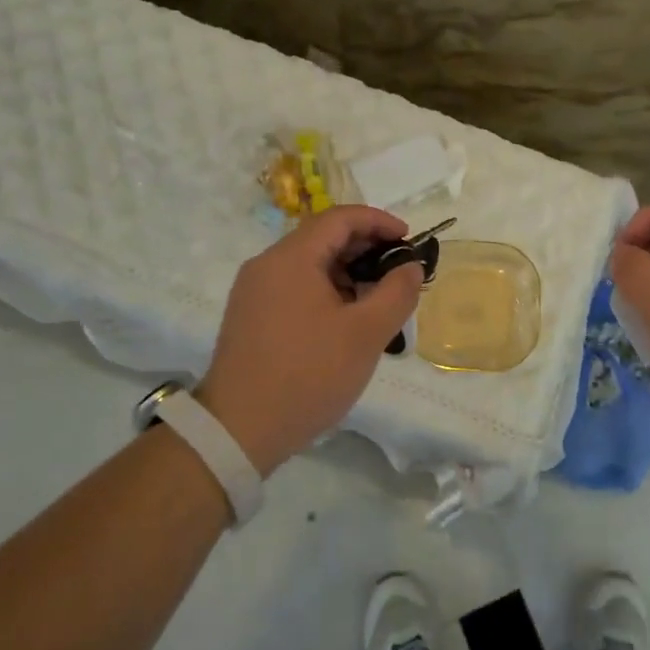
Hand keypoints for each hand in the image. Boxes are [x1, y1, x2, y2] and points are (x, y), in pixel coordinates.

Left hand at [197, 206, 424, 473]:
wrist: (238, 431)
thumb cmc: (308, 375)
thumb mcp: (366, 334)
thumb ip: (397, 293)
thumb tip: (410, 267)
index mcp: (291, 258)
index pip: (340, 218)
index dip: (379, 222)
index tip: (409, 239)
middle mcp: (267, 264)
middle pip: (323, 238)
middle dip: (366, 248)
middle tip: (399, 272)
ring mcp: (254, 291)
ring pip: (309, 264)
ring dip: (347, 272)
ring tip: (378, 300)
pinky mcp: (250, 317)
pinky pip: (295, 287)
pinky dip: (326, 290)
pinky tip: (346, 320)